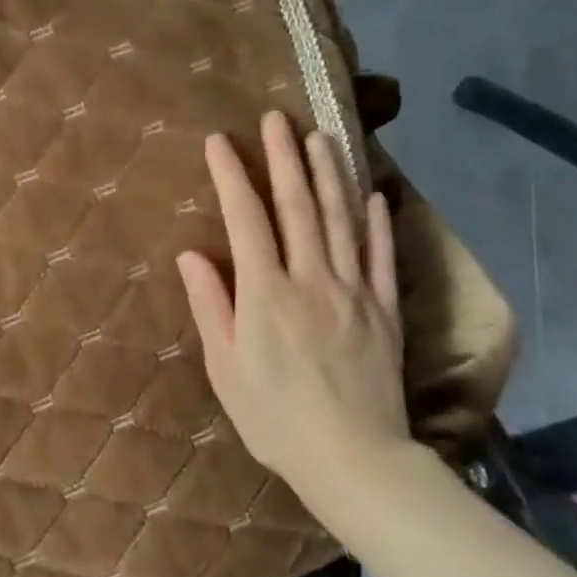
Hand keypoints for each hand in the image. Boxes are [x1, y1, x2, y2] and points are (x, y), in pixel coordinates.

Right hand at [175, 112, 409, 512]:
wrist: (355, 460)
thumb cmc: (274, 417)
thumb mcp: (225, 367)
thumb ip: (211, 305)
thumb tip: (192, 254)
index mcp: (266, 292)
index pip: (246, 218)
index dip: (232, 175)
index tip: (219, 141)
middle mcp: (311, 278)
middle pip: (298, 206)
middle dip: (284, 157)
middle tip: (277, 117)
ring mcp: (354, 291)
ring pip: (341, 219)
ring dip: (330, 174)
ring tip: (322, 137)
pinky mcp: (384, 310)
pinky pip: (380, 256)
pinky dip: (376, 222)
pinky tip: (373, 195)